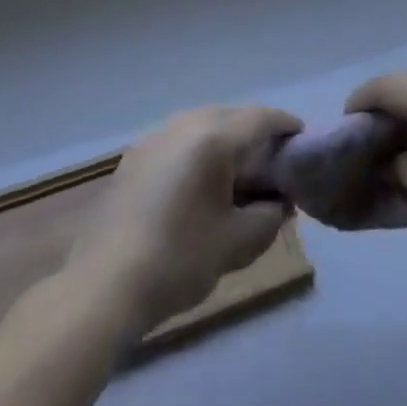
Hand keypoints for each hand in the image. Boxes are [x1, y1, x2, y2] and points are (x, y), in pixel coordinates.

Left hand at [65, 105, 300, 338]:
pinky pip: (179, 141)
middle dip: (256, 135)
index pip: (261, 118)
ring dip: (226, 142)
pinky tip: (201, 185)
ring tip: (240, 175)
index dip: (287, 128)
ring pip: (203, 126)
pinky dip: (199, 152)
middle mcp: (183, 124)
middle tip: (275, 165)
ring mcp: (154, 138)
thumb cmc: (178, 261)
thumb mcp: (238, 243)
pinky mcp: (134, 157)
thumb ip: (269, 216)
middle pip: (232, 117)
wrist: (103, 287)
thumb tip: (279, 202)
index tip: (303, 144)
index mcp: (212, 137)